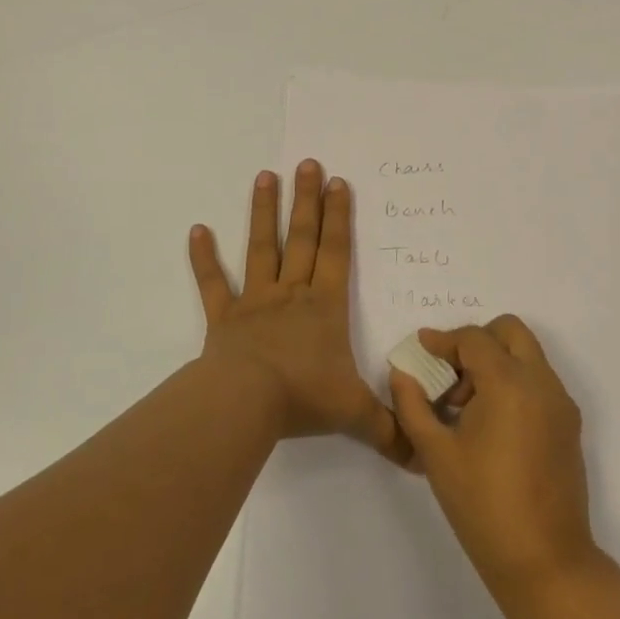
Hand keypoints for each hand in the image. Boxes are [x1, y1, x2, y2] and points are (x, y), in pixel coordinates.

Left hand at [190, 161, 405, 463]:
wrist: (246, 404)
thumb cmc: (304, 398)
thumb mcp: (355, 415)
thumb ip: (390, 430)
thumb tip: (423, 456)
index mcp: (325, 307)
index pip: (337, 253)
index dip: (340, 218)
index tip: (339, 183)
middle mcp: (292, 294)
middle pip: (302, 238)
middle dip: (307, 201)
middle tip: (308, 162)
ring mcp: (255, 302)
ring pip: (261, 248)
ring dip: (263, 212)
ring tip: (265, 176)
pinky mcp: (223, 318)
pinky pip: (212, 283)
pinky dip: (203, 258)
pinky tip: (196, 229)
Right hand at [389, 317, 597, 597]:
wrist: (544, 561)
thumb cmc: (483, 505)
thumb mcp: (435, 453)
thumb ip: (412, 406)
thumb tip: (401, 373)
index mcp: (509, 384)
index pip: (474, 339)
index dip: (443, 339)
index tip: (421, 348)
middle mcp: (541, 383)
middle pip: (510, 332)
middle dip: (476, 341)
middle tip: (450, 374)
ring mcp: (561, 403)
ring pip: (528, 355)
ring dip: (496, 362)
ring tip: (466, 406)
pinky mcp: (569, 425)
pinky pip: (539, 382)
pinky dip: (514, 382)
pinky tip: (490, 424)